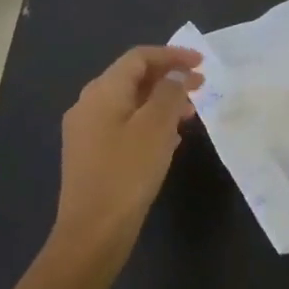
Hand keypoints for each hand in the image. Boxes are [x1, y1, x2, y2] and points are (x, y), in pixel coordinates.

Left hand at [54, 45, 202, 266]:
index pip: (139, 57)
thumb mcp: (156, 127)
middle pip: (133, 78)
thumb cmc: (127, 172)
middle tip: (201, 87)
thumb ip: (169, 92)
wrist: (93, 233)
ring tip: (190, 115)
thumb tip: (175, 74)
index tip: (201, 63)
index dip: (172, 55)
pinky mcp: (91, 155)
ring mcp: (87, 131)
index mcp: (102, 91)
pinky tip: (170, 140)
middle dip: (169, 78)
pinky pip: (125, 124)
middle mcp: (89, 104)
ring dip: (161, 102)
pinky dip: (149, 122)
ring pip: (130, 103)